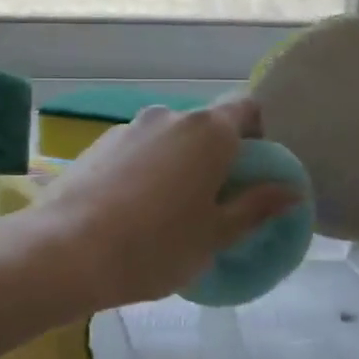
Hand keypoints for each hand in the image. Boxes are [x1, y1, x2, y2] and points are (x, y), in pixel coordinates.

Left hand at [28, 101, 302, 310]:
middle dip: (216, 155)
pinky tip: (132, 209)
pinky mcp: (98, 143)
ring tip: (168, 211)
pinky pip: (137, 149)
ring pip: (168, 138)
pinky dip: (146, 168)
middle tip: (214, 202)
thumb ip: (256, 206)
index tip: (255, 172)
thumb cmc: (155, 246)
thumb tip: (291, 189)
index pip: (246, 109)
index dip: (258, 134)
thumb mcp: (216, 235)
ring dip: (178, 163)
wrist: (67, 249)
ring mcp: (129, 127)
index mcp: (207, 131)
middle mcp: (169, 116)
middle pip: (206, 125)